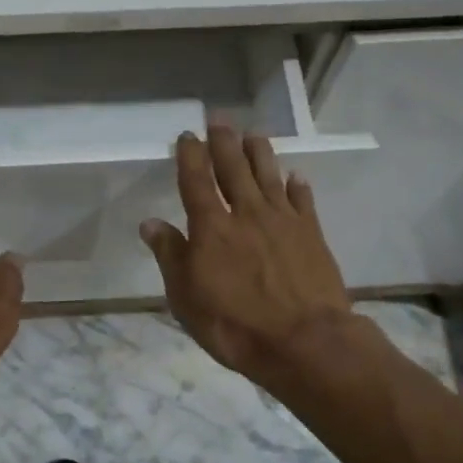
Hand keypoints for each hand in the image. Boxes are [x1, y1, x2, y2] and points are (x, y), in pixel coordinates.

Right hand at [140, 125, 353, 383]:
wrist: (305, 342)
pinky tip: (296, 176)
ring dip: (260, 152)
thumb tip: (150, 223)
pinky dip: (298, 186)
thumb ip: (170, 256)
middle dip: (224, 142)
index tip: (187, 135)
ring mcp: (283, 221)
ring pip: (269, 175)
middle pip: (233, 168)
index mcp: (211, 227)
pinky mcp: (312, 234)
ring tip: (254, 134)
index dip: (190, 155)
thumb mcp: (186, 297)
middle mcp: (246, 213)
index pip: (196, 180)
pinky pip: (303, 201)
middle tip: (220, 120)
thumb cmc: (234, 325)